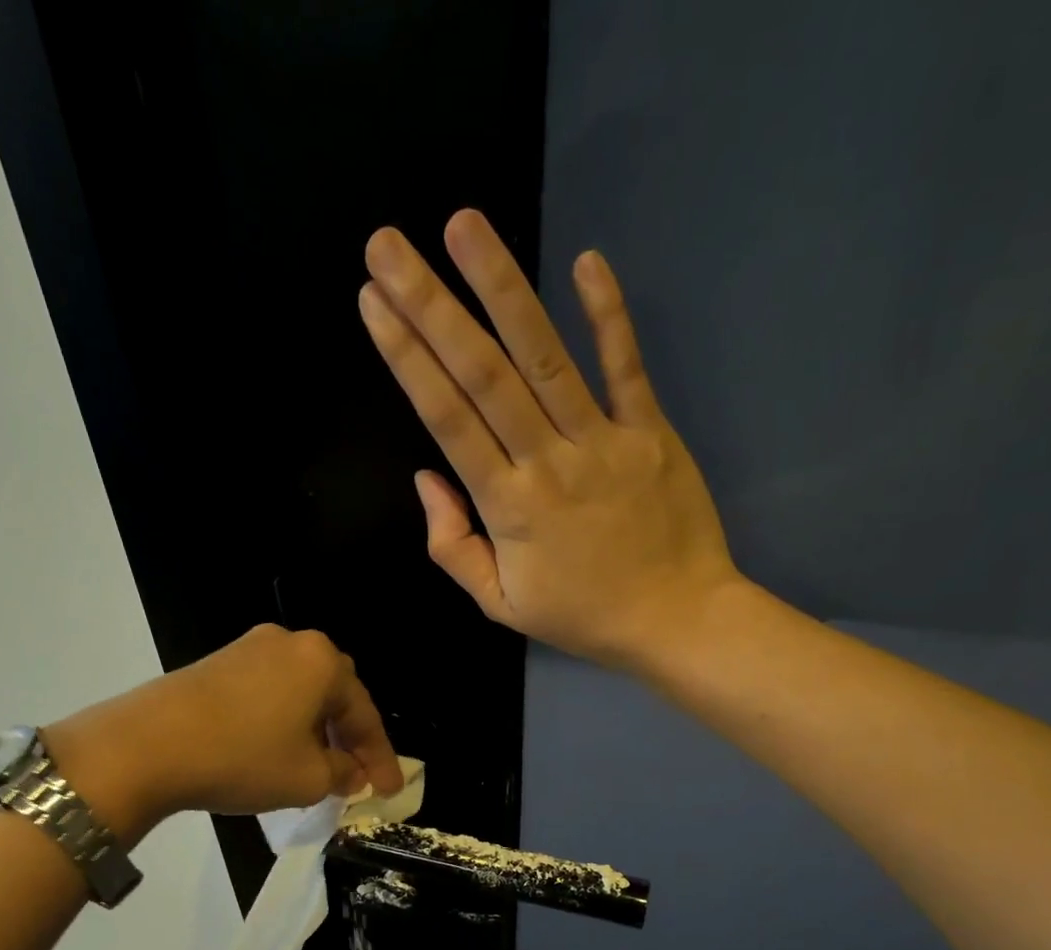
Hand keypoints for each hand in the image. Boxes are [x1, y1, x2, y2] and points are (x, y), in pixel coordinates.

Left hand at [44, 625, 402, 845]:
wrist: (145, 745)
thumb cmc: (242, 758)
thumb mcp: (308, 778)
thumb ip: (343, 773)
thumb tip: (348, 771)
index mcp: (322, 663)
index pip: (365, 714)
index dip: (381, 757)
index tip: (390, 791)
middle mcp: (291, 643)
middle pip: (335, 694)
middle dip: (349, 736)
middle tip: (357, 773)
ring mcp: (249, 648)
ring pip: (300, 692)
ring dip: (315, 728)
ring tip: (319, 766)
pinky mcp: (217, 662)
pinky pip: (269, 691)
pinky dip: (283, 720)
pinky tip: (278, 748)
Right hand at [357, 210, 744, 671]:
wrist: (676, 622)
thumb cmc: (582, 616)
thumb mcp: (500, 604)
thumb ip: (454, 547)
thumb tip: (427, 479)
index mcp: (508, 508)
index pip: (448, 420)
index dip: (408, 359)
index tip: (373, 304)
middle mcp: (548, 463)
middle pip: (484, 375)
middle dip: (432, 307)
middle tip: (388, 246)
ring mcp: (603, 442)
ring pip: (546, 358)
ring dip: (502, 288)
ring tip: (463, 225)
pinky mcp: (650, 432)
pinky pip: (627, 367)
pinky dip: (609, 315)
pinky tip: (586, 261)